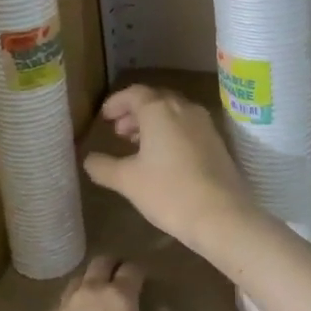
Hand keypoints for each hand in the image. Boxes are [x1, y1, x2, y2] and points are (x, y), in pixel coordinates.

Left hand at [16, 257, 176, 310]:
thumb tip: (164, 310)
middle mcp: (87, 294)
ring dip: (90, 284)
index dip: (140, 272)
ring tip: (98, 304)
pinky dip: (72, 309)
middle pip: (100, 264)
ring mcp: (60, 310)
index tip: (145, 282)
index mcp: (118, 299)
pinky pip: (60, 308)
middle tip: (122, 282)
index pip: (131, 269)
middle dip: (113, 267)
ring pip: (77, 282)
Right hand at [83, 84, 256, 245]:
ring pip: (173, 113)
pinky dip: (171, 133)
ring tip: (137, 144)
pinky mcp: (217, 142)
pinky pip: (188, 127)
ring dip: (153, 123)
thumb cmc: (169, 192)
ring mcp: (204, 124)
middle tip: (118, 131)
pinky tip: (163, 157)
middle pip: (155, 100)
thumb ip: (103, 167)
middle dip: (134, 113)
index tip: (104, 117)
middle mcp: (184, 108)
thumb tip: (88, 160)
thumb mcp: (128, 181)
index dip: (116, 103)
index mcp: (159, 110)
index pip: (134, 94)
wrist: (222, 216)